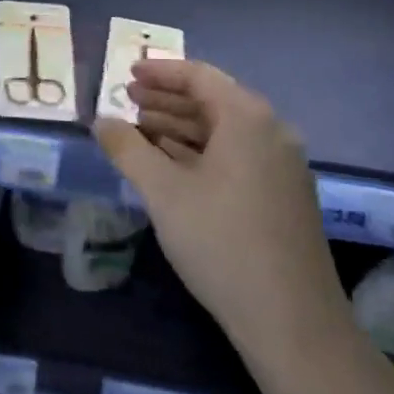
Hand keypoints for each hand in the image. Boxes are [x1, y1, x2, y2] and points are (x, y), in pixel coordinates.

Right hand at [94, 60, 354, 372]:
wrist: (292, 321)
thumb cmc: (221, 242)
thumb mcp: (163, 192)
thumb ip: (128, 149)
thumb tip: (101, 122)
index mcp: (247, 118)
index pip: (199, 76)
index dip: (160, 72)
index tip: (127, 74)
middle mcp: (272, 131)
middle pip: (213, 100)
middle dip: (167, 100)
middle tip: (128, 102)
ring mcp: (282, 165)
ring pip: (225, 131)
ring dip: (182, 127)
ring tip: (142, 132)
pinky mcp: (284, 194)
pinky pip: (237, 155)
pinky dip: (202, 151)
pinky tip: (174, 166)